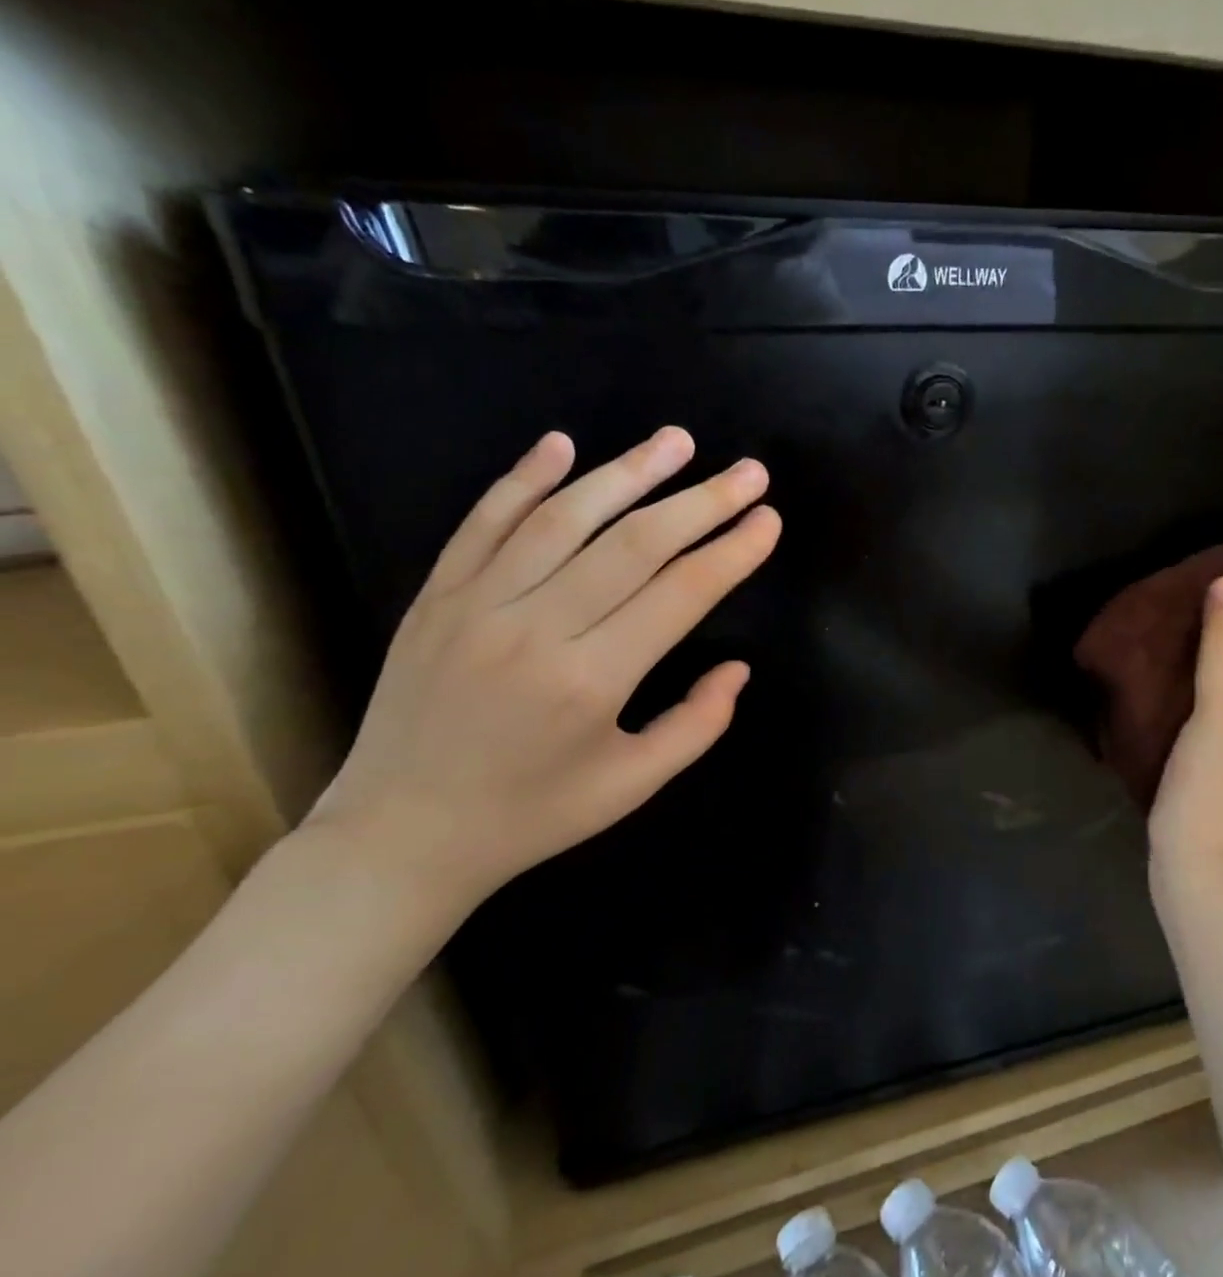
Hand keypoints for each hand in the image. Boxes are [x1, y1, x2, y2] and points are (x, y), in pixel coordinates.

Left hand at [302, 427, 780, 936]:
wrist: (400, 836)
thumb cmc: (532, 816)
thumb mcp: (632, 786)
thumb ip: (697, 726)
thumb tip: (738, 669)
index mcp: (592, 681)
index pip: (681, 594)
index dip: (732, 552)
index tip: (768, 520)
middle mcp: (536, 630)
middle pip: (634, 544)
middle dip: (701, 502)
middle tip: (750, 471)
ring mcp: (477, 605)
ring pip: (563, 519)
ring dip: (627, 472)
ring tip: (677, 441)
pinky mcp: (436, 597)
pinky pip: (483, 523)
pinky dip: (523, 478)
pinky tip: (561, 444)